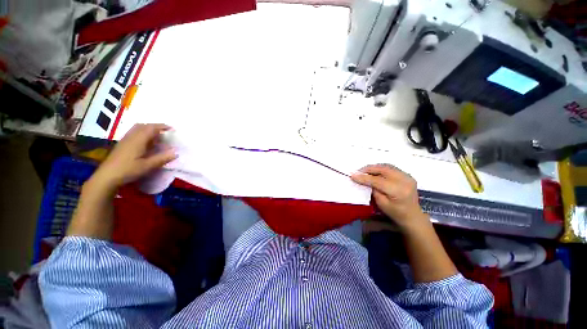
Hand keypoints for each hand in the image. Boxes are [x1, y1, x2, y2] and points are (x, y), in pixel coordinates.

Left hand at [90, 124, 176, 191]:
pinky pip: (134, 134)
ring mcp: (125, 140)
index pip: (151, 128)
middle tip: (166, 132)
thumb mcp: (147, 166)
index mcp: (138, 140)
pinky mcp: (122, 145)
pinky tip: (147, 143)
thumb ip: (162, 158)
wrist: (107, 176)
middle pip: (143, 126)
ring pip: (138, 129)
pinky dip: (143, 134)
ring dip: (148, 130)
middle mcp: (131, 137)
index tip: (172, 129)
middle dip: (155, 126)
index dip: (162, 127)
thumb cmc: (128, 170)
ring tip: (158, 137)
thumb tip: (176, 153)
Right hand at [351, 164, 428, 230]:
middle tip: (358, 171)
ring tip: (364, 171)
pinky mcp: (407, 175)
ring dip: (374, 167)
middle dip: (369, 169)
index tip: (353, 175)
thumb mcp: (381, 203)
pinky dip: (381, 168)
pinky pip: (391, 168)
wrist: (412, 215)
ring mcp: (407, 176)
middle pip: (383, 170)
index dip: (364, 177)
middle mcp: (404, 181)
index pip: (377, 181)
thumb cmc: (395, 213)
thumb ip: (373, 189)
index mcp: (398, 191)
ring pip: (387, 166)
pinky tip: (374, 172)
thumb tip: (364, 179)